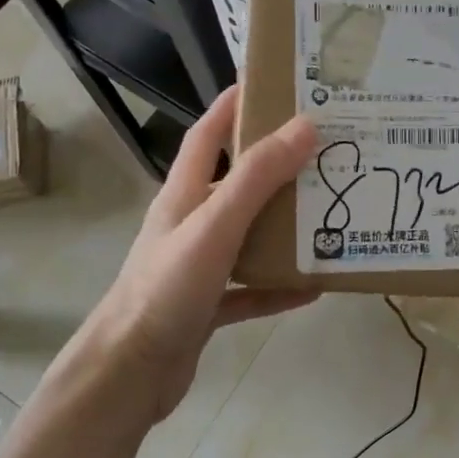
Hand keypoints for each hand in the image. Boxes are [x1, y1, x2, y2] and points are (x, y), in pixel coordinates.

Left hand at [51, 86, 319, 431]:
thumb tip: (305, 125)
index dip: (234, 104)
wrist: (128, 374)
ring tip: (330, 213)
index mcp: (184, 194)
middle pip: (236, 183)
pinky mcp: (207, 306)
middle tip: (325, 151)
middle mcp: (190, 223)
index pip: (209, 134)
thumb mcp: (215, 224)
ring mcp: (199, 266)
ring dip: (284, 226)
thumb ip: (258, 177)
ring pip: (248, 236)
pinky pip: (252, 289)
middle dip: (275, 165)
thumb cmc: (167, 288)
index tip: (273, 83)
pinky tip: (314, 285)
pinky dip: (279, 285)